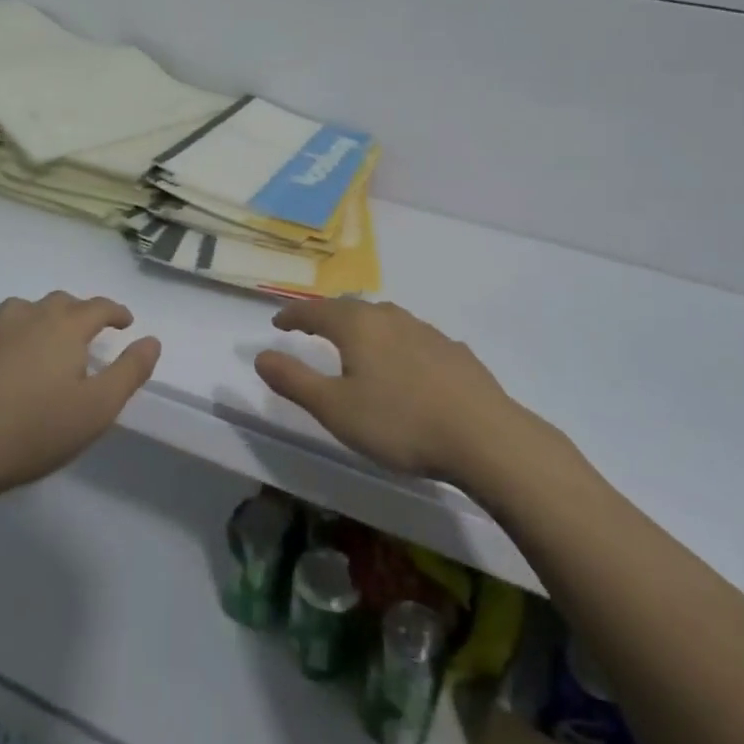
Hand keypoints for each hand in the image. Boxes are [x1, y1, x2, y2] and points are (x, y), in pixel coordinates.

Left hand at [0, 292, 160, 504]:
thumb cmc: (34, 430)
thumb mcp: (98, 409)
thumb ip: (130, 371)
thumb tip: (152, 340)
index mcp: (65, 327)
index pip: (99, 307)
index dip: (116, 312)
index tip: (126, 323)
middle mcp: (28, 317)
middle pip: (60, 302)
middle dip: (79, 313)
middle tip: (87, 334)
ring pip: (21, 310)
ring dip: (38, 319)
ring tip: (42, 340)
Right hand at [254, 299, 517, 483]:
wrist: (483, 435)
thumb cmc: (399, 422)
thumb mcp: (335, 409)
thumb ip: (295, 380)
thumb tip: (260, 355)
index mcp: (358, 326)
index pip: (316, 311)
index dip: (293, 315)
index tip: (277, 321)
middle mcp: (390, 317)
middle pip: (351, 308)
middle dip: (327, 315)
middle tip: (312, 326)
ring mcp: (426, 331)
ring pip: (384, 318)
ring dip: (362, 325)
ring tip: (354, 341)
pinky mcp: (452, 350)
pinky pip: (411, 336)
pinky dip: (394, 342)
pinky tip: (403, 361)